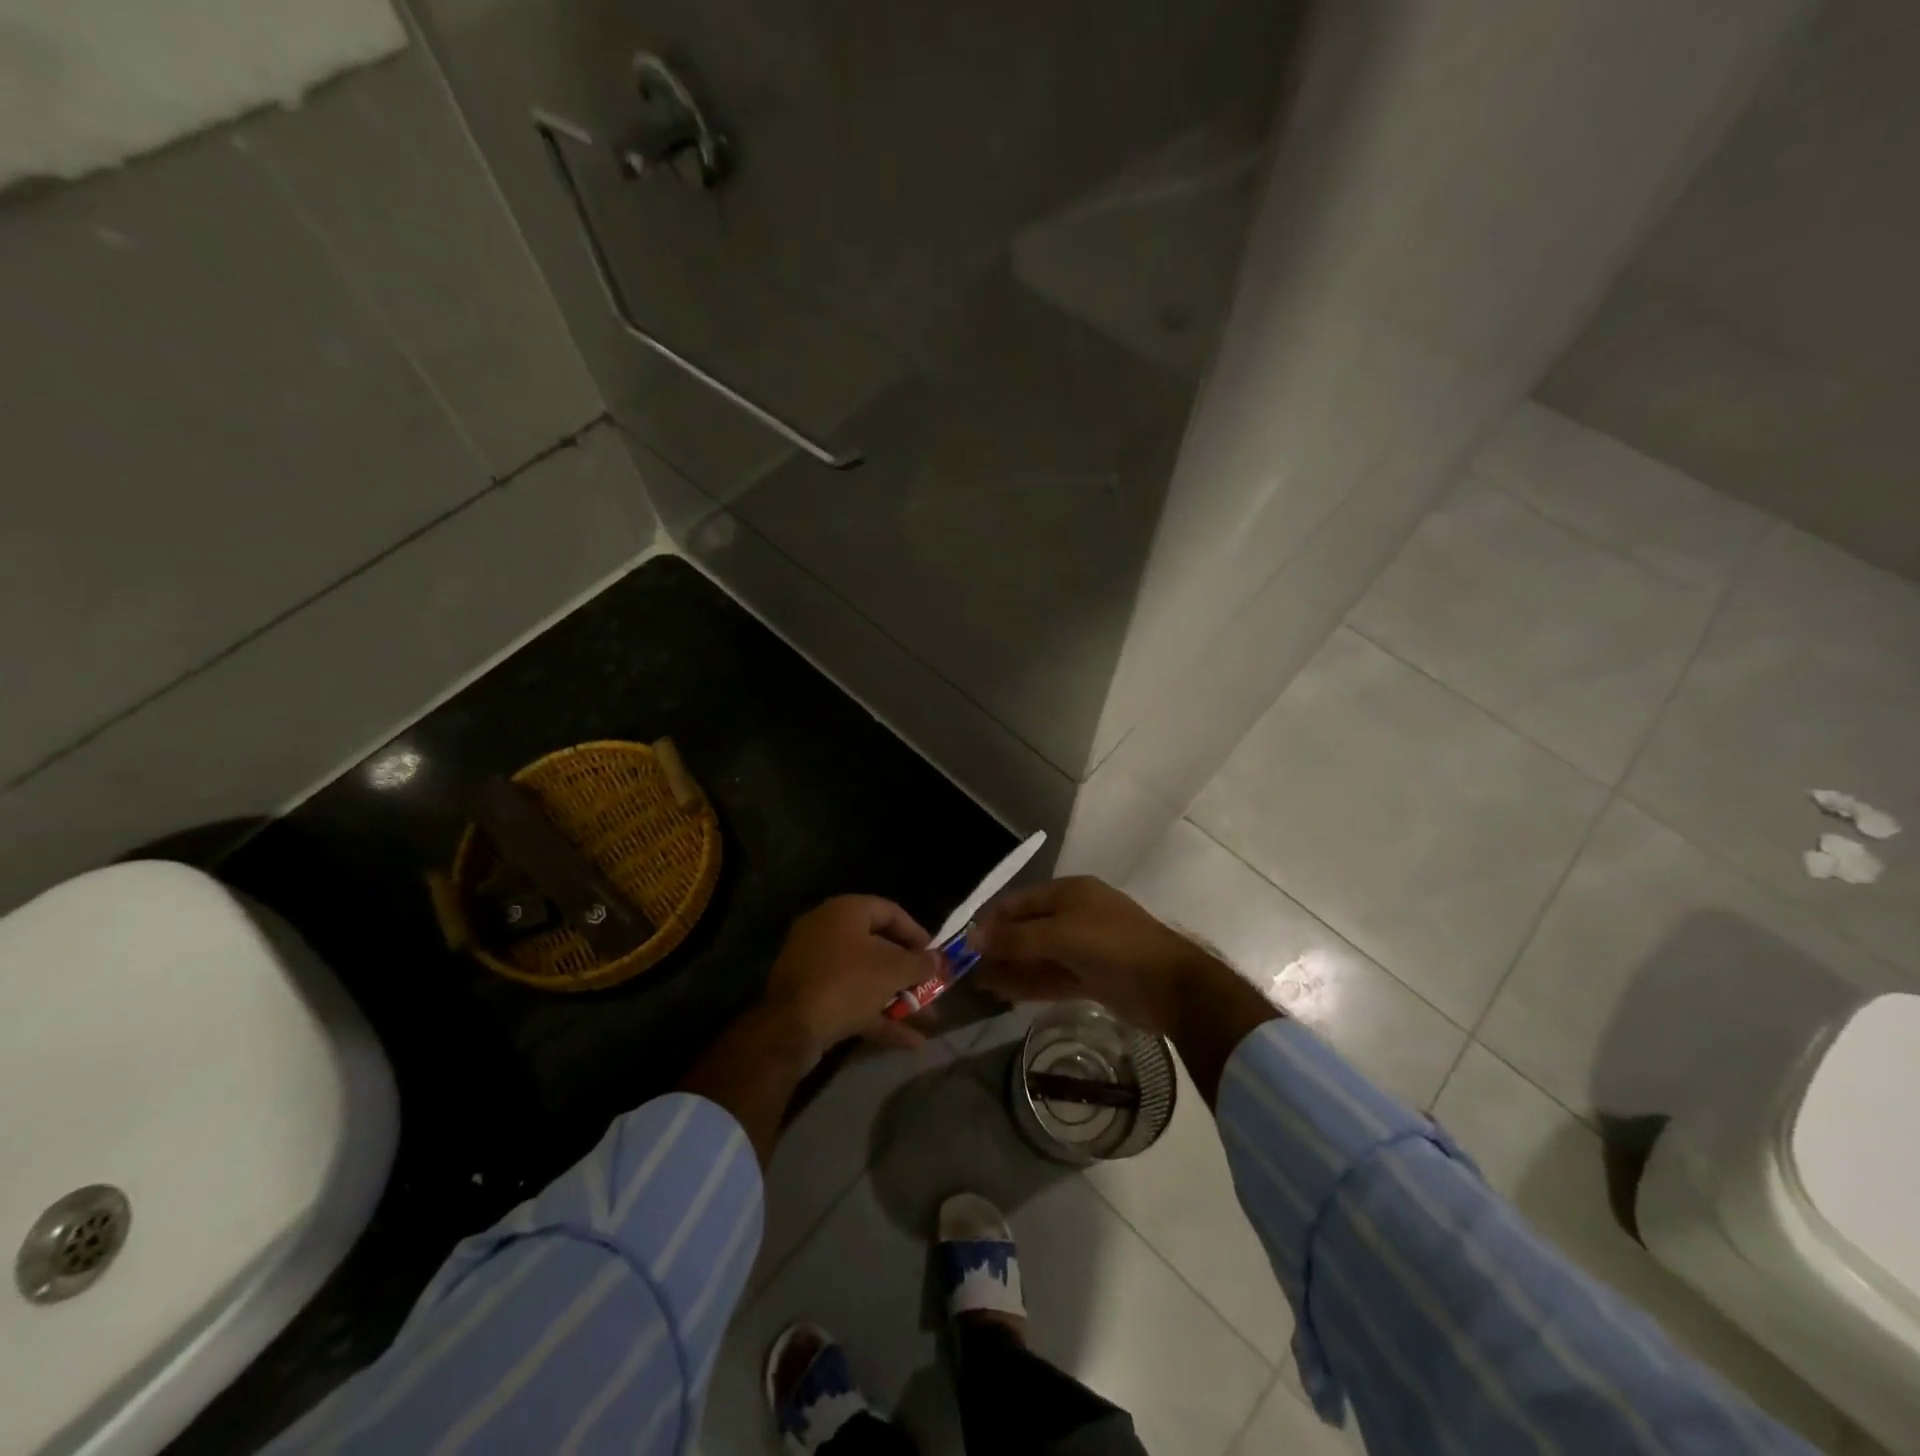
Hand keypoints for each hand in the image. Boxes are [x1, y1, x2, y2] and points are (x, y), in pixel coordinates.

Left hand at [763, 896, 942, 1057]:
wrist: (789, 1029)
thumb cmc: (846, 983)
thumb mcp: (892, 971)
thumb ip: (920, 963)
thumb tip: (938, 959)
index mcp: (845, 912)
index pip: (890, 911)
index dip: (917, 933)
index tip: (935, 955)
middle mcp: (828, 931)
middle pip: (879, 947)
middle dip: (910, 973)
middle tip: (933, 988)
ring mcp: (816, 966)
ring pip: (866, 978)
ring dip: (898, 998)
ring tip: (929, 1019)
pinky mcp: (811, 997)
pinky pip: (851, 1000)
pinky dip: (878, 1016)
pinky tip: (910, 1041)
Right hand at [971, 877, 1218, 1037]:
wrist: (1171, 986)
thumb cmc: (1114, 946)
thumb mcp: (1061, 935)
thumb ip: (1017, 938)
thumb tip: (973, 938)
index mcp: (1070, 893)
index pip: (1020, 901)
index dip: (993, 920)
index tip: (965, 943)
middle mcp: (1075, 915)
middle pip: (1028, 929)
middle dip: (999, 948)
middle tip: (967, 970)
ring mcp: (1084, 947)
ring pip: (1038, 956)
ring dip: (1011, 969)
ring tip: (979, 986)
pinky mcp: (1091, 977)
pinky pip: (1052, 976)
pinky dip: (1029, 984)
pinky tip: (1004, 995)